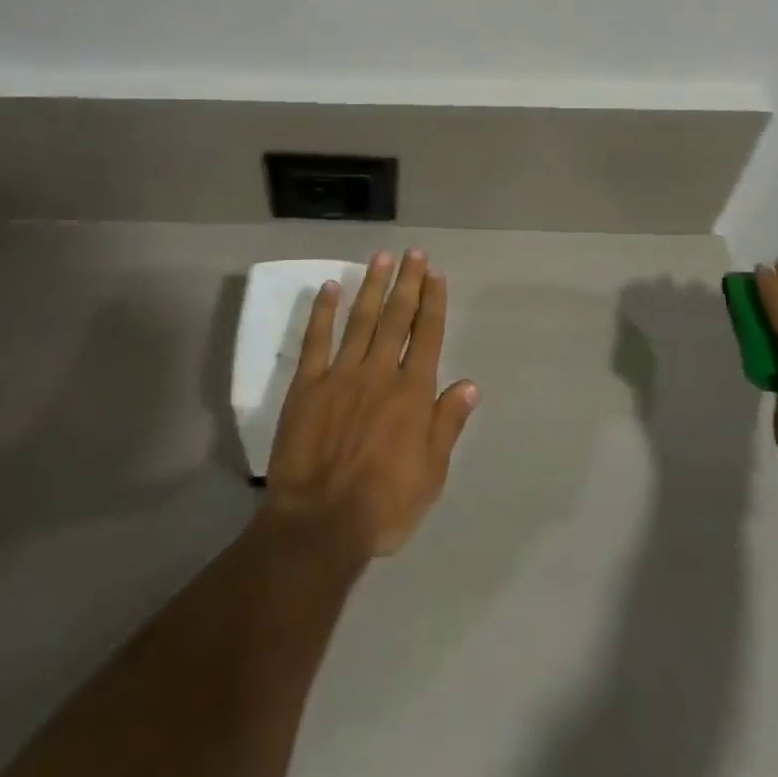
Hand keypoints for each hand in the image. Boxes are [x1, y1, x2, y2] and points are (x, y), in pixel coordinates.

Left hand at [265, 250, 479, 560]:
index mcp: (412, 393)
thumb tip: (470, 384)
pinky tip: (330, 287)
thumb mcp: (431, 474)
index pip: (427, 336)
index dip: (433, 302)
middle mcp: (379, 373)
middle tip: (413, 253)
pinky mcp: (307, 384)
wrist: (320, 523)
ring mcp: (341, 374)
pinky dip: (324, 311)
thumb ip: (448, 424)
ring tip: (381, 257)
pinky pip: (317, 339)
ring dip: (373, 286)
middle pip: (397, 318)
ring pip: (361, 320)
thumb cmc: (384, 505)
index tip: (436, 274)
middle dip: (408, 282)